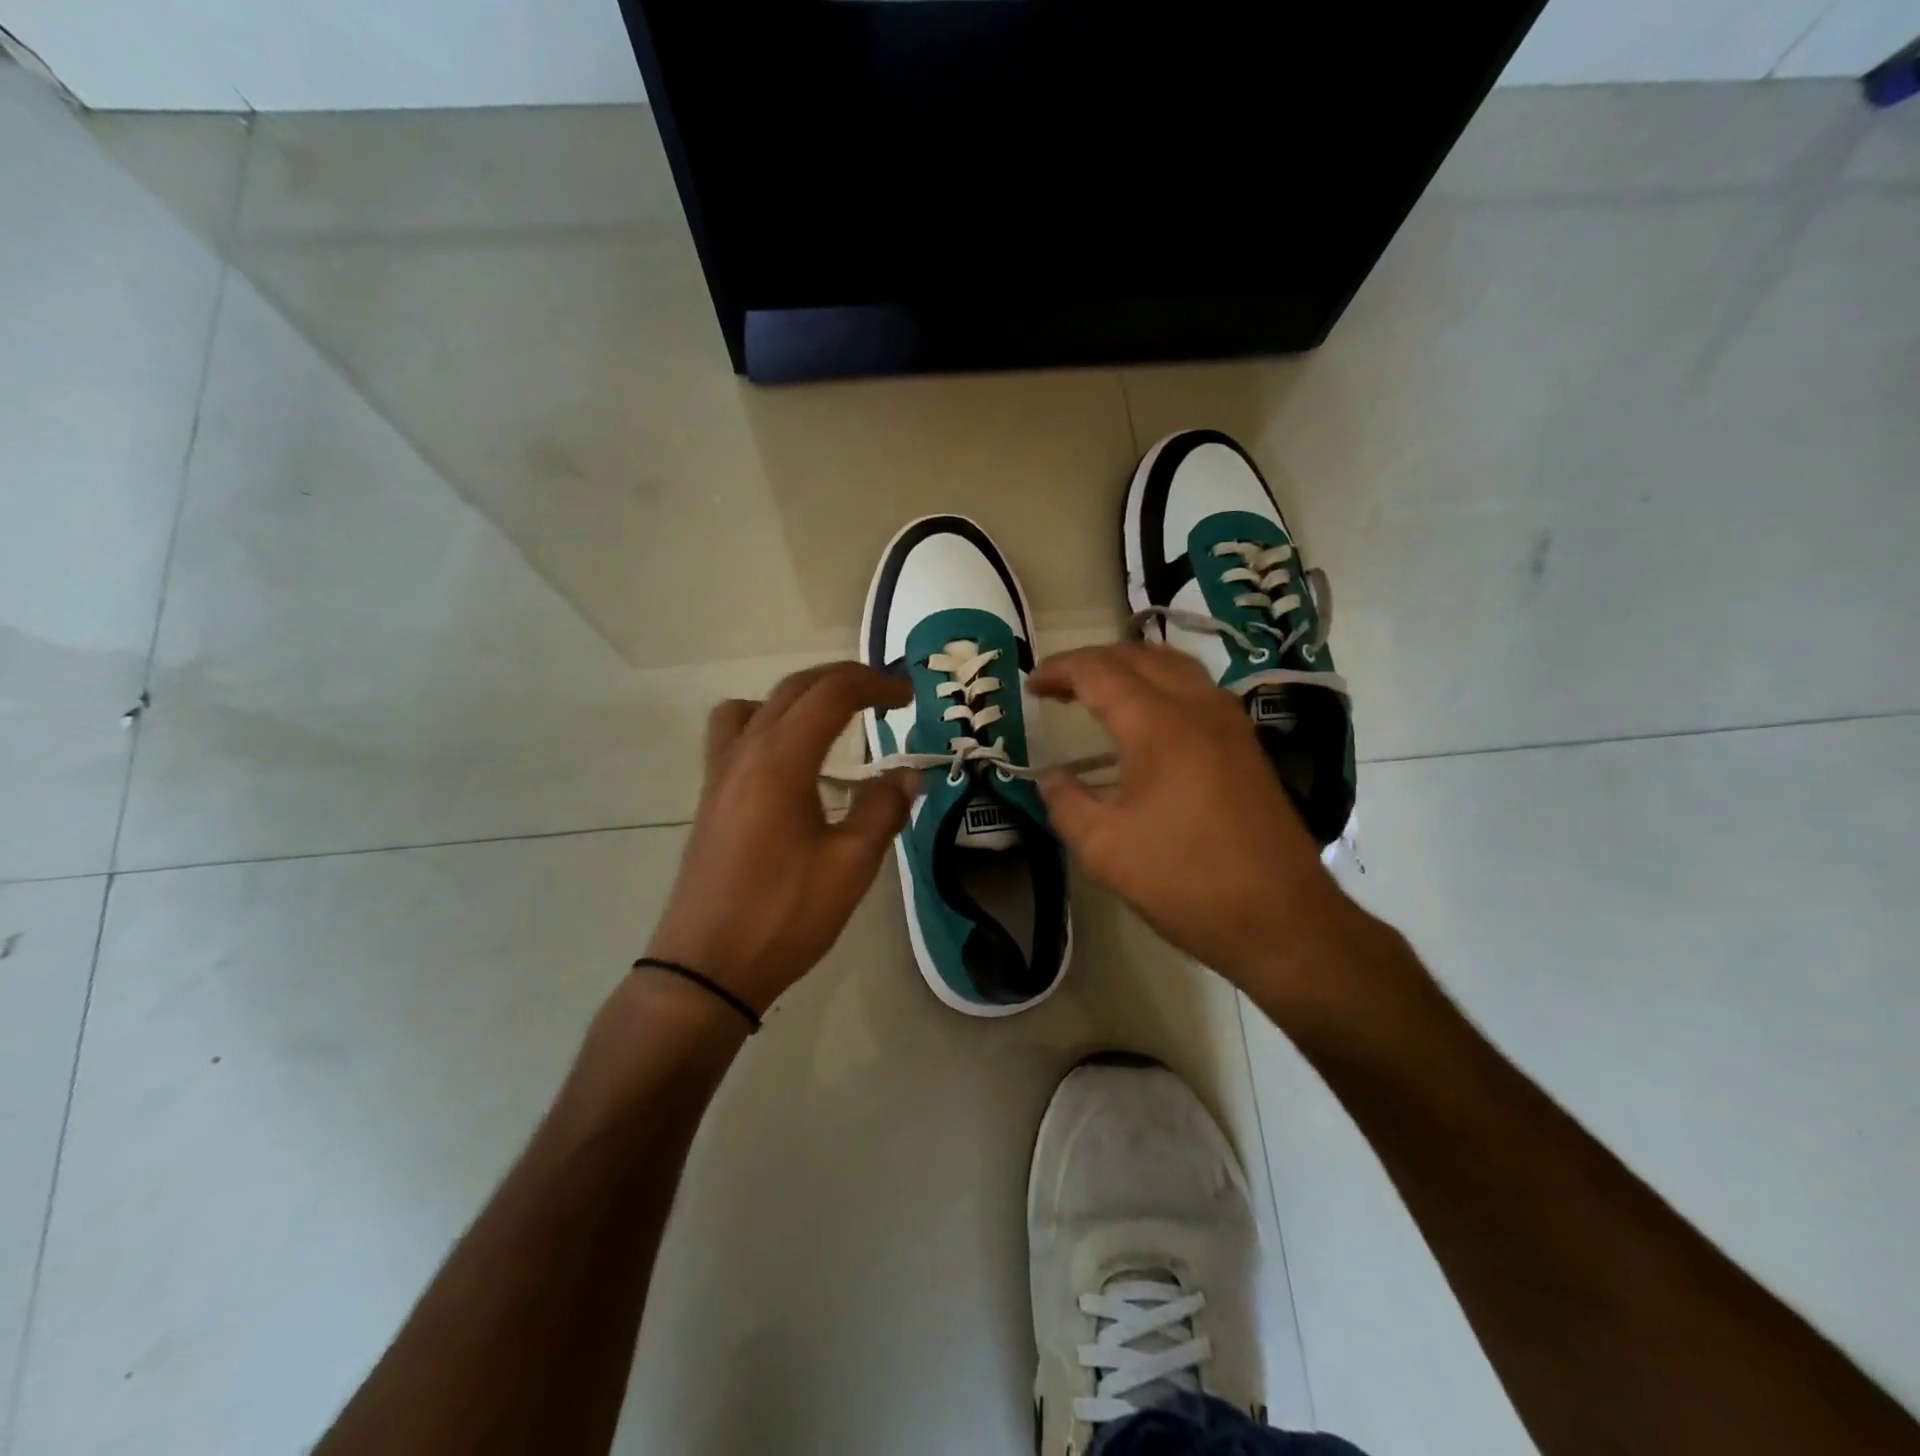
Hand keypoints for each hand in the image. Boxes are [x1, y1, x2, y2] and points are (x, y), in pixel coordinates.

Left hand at [643, 662, 916, 1014]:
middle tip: (885, 697)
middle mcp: (744, 752)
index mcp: (780, 760)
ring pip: (756, 705)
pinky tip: (794, 767)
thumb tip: (908, 774)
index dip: (876, 684)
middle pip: (794, 688)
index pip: (831, 693)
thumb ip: (883, 809)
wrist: (706, 968)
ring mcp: (719, 774)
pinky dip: (770, 725)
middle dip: (844, 681)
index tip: (910, 697)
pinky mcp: (710, 798)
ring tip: (833, 723)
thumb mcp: (851, 865)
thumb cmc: (783, 915)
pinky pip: (736, 735)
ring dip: (799, 698)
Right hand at [1031, 642, 1357, 1002]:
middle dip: (1093, 661)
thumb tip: (1050, 779)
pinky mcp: (1247, 746)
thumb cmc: (1185, 881)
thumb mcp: (1105, 849)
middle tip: (1059, 686)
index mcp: (1158, 725)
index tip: (1031, 684)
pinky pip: (1198, 690)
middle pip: (1140, 656)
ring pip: (1175, 666)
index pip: (1099, 672)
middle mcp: (1198, 708)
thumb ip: (1066, 804)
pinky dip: (1162, 685)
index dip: (1060, 670)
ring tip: (1101, 691)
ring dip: (1132, 667)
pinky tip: (1149, 719)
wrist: (1282, 918)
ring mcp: (1230, 724)